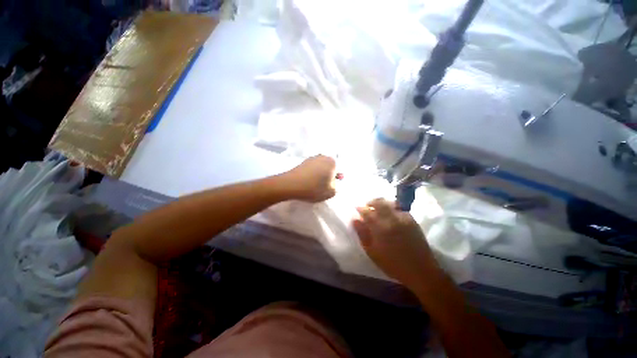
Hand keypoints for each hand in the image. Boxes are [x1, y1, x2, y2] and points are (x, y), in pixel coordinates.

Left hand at [282, 155, 337, 202]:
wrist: (290, 185)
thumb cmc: (313, 188)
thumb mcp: (330, 193)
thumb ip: (335, 188)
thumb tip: (332, 183)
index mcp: (331, 162)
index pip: (338, 171)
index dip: (335, 180)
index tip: (330, 187)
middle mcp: (322, 157)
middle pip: (329, 168)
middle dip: (328, 176)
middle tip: (323, 186)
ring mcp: (311, 158)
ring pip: (320, 168)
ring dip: (319, 175)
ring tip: (314, 185)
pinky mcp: (303, 162)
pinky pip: (312, 169)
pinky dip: (312, 174)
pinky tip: (308, 182)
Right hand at [353, 198, 439, 288]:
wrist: (420, 270)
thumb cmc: (393, 264)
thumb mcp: (372, 252)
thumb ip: (363, 234)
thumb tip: (355, 220)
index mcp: (380, 228)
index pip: (367, 212)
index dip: (361, 208)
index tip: (357, 208)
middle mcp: (391, 219)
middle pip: (379, 202)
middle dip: (371, 202)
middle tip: (367, 206)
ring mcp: (403, 218)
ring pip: (390, 203)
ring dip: (382, 203)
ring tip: (378, 208)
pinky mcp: (412, 220)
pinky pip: (399, 208)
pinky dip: (392, 208)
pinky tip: (391, 215)